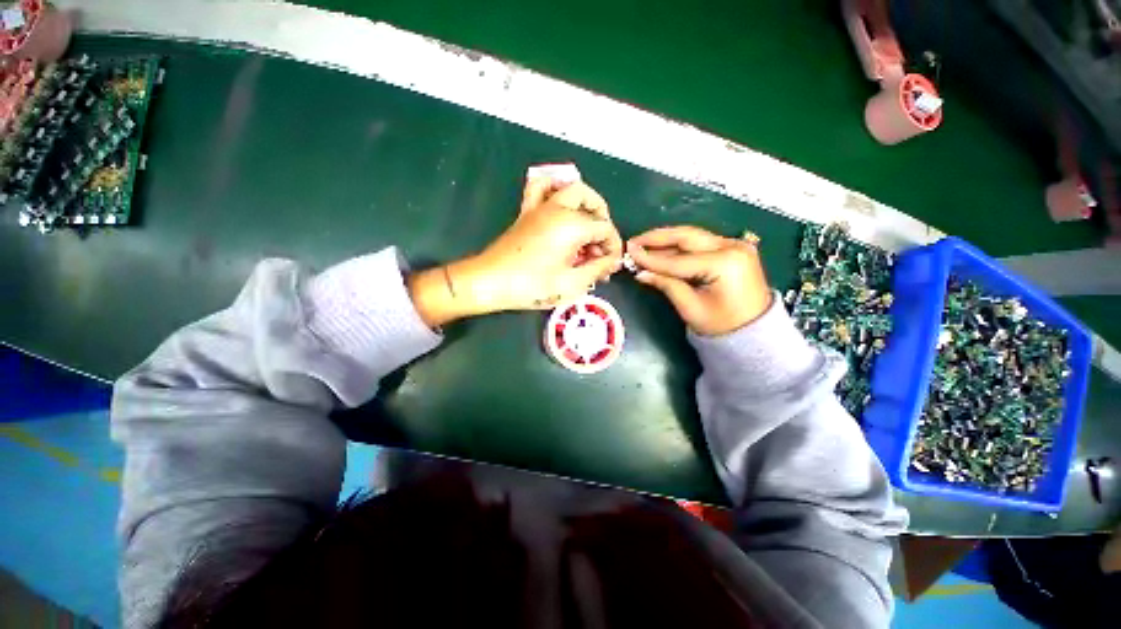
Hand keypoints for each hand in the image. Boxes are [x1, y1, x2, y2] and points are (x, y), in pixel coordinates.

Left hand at [409, 178, 622, 326]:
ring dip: (584, 203)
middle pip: (591, 201)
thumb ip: (597, 269)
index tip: (610, 267)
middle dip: (603, 221)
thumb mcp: (571, 283)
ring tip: (587, 226)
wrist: (490, 282)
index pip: (605, 228)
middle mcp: (558, 208)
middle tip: (601, 247)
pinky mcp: (526, 213)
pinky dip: (554, 189)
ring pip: (569, 188)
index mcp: (571, 225)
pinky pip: (541, 189)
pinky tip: (560, 205)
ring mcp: (539, 207)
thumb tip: (611, 261)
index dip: (612, 248)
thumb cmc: (531, 286)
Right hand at [628, 226, 771, 335]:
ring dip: (667, 242)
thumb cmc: (722, 325)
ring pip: (693, 238)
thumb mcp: (691, 307)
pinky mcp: (733, 249)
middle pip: (687, 237)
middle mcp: (732, 247)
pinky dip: (680, 248)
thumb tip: (640, 272)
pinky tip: (662, 251)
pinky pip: (700, 244)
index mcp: (725, 263)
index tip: (629, 252)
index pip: (679, 260)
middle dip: (657, 238)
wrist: (755, 332)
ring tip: (642, 246)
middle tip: (633, 242)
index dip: (651, 258)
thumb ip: (666, 285)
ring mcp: (735, 245)